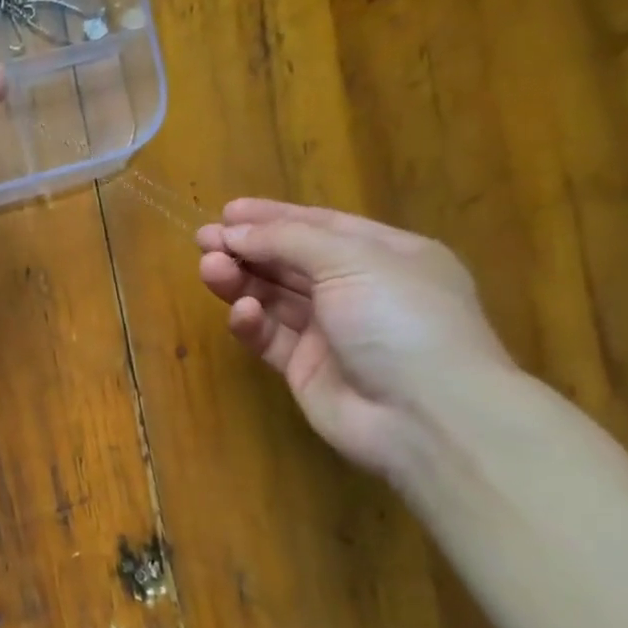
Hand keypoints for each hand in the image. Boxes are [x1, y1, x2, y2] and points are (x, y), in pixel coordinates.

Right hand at [195, 199, 515, 475]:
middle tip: (204, 239)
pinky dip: (252, 322)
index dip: (273, 217)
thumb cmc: (400, 319)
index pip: (320, 226)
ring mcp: (331, 332)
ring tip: (208, 268)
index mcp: (385, 255)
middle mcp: (358, 290)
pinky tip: (242, 312)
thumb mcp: (351, 260)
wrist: (424, 416)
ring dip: (241, 280)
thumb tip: (233, 230)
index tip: (227, 210)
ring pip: (274, 298)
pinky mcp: (305, 369)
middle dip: (248, 248)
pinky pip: (270, 337)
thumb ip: (288, 240)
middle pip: (291, 261)